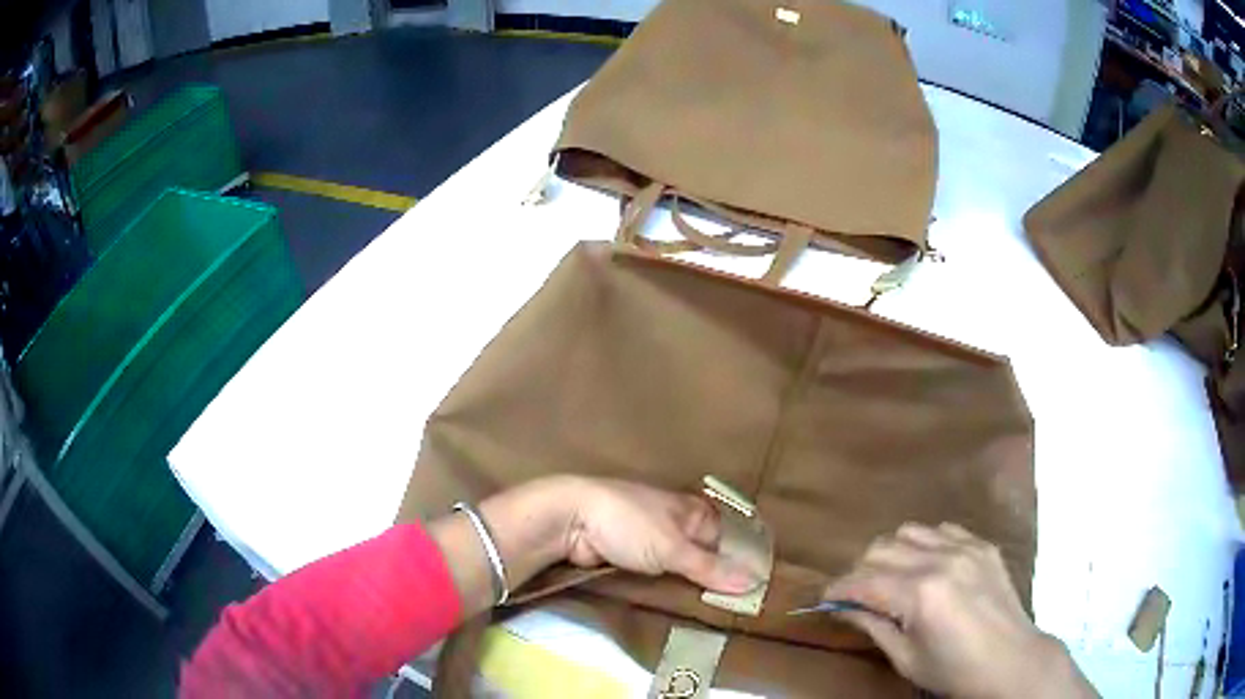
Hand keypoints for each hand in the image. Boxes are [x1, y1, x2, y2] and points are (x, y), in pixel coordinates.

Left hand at [562, 477, 761, 593]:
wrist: (570, 520)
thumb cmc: (629, 524)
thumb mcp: (674, 548)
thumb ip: (711, 568)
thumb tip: (755, 582)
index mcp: (692, 511)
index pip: (727, 541)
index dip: (739, 566)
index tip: (754, 595)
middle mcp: (676, 524)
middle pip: (704, 557)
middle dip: (714, 581)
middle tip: (735, 613)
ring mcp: (651, 541)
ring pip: (680, 569)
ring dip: (689, 588)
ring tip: (711, 618)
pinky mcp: (630, 557)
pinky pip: (657, 576)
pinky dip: (666, 589)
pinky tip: (678, 610)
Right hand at [823, 523, 1095, 698]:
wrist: (1011, 660)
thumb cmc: (953, 670)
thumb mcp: (906, 658)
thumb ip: (873, 626)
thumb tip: (843, 607)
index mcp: (919, 594)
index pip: (862, 580)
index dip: (837, 589)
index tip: (825, 598)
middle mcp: (940, 560)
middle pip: (880, 548)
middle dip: (861, 571)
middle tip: (860, 595)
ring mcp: (965, 547)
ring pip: (909, 531)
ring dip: (893, 553)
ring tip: (895, 578)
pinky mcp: (983, 545)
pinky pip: (943, 530)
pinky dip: (927, 544)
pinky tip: (931, 568)